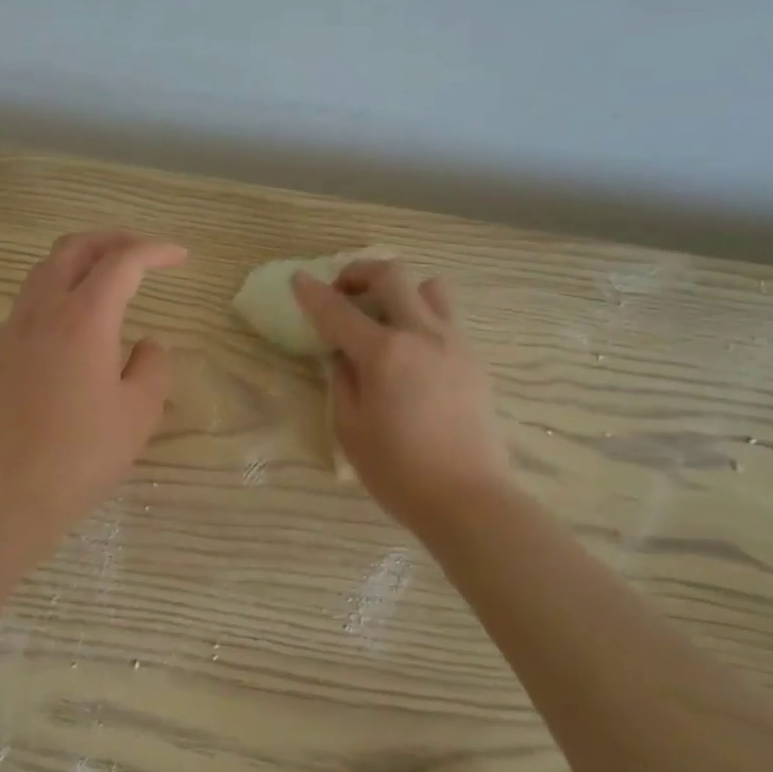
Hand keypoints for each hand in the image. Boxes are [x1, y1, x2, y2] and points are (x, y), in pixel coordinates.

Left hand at [0, 230, 185, 540]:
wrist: (1, 495)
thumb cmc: (79, 456)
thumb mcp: (137, 414)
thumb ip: (152, 367)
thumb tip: (148, 344)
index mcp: (84, 318)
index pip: (122, 262)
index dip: (155, 251)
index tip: (181, 257)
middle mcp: (44, 311)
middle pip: (75, 248)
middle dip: (114, 240)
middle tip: (145, 254)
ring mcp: (15, 330)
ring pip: (46, 268)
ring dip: (82, 258)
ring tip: (112, 276)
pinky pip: (31, 297)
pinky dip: (60, 285)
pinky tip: (78, 318)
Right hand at [292, 259, 515, 535]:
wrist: (469, 498)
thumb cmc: (399, 471)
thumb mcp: (350, 429)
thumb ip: (343, 381)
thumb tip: (344, 356)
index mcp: (385, 353)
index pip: (338, 311)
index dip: (313, 292)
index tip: (298, 279)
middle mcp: (422, 335)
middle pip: (392, 275)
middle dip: (359, 272)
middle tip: (343, 292)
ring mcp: (454, 343)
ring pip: (430, 287)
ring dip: (401, 290)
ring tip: (385, 317)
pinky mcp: (474, 359)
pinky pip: (446, 317)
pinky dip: (422, 317)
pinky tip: (411, 351)